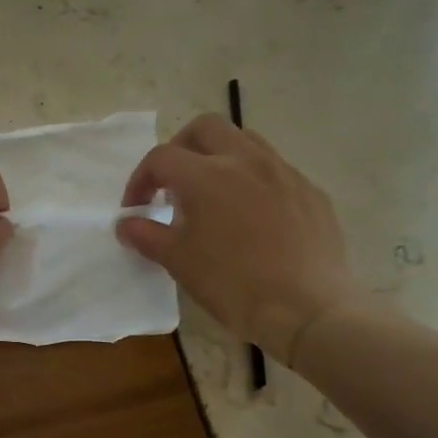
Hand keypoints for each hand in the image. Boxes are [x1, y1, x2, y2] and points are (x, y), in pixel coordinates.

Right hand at [118, 114, 367, 365]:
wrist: (306, 309)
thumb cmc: (232, 284)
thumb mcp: (178, 261)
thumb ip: (146, 235)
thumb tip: (126, 224)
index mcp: (207, 175)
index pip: (161, 158)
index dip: (140, 180)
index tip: (136, 209)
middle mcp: (246, 160)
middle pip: (206, 128)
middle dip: (180, 149)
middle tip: (172, 184)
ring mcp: (284, 172)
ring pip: (245, 141)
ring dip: (219, 158)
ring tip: (212, 196)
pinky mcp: (311, 192)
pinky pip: (275, 171)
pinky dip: (252, 181)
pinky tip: (251, 218)